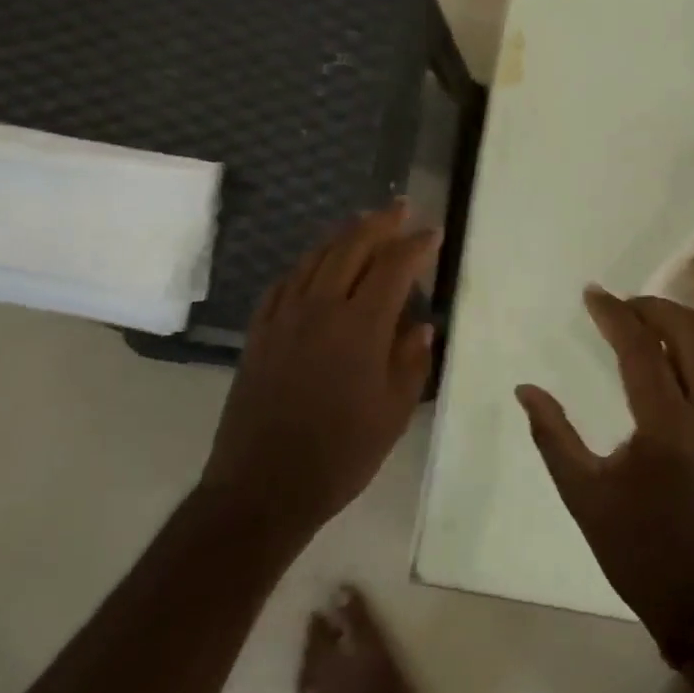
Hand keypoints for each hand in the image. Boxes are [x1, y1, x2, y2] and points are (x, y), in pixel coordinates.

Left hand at [202, 205, 437, 542]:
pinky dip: (306, 264)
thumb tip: (421, 325)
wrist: (262, 486)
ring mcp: (284, 317)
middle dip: (379, 223)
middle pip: (351, 248)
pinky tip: (314, 263)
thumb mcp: (393, 413)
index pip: (393, 268)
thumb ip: (411, 362)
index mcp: (360, 326)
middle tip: (400, 207)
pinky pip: (284, 282)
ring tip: (361, 221)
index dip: (415, 246)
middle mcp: (320, 308)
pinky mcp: (260, 332)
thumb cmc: (340, 455)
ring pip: (315, 257)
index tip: (433, 233)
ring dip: (342, 234)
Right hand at [516, 289, 693, 653]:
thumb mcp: (583, 495)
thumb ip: (552, 435)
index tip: (593, 295)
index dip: (613, 313)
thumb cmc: (639, 550)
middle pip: (690, 332)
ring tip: (662, 323)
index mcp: (665, 428)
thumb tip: (525, 389)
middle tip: (624, 306)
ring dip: (693, 322)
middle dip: (654, 307)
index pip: (640, 347)